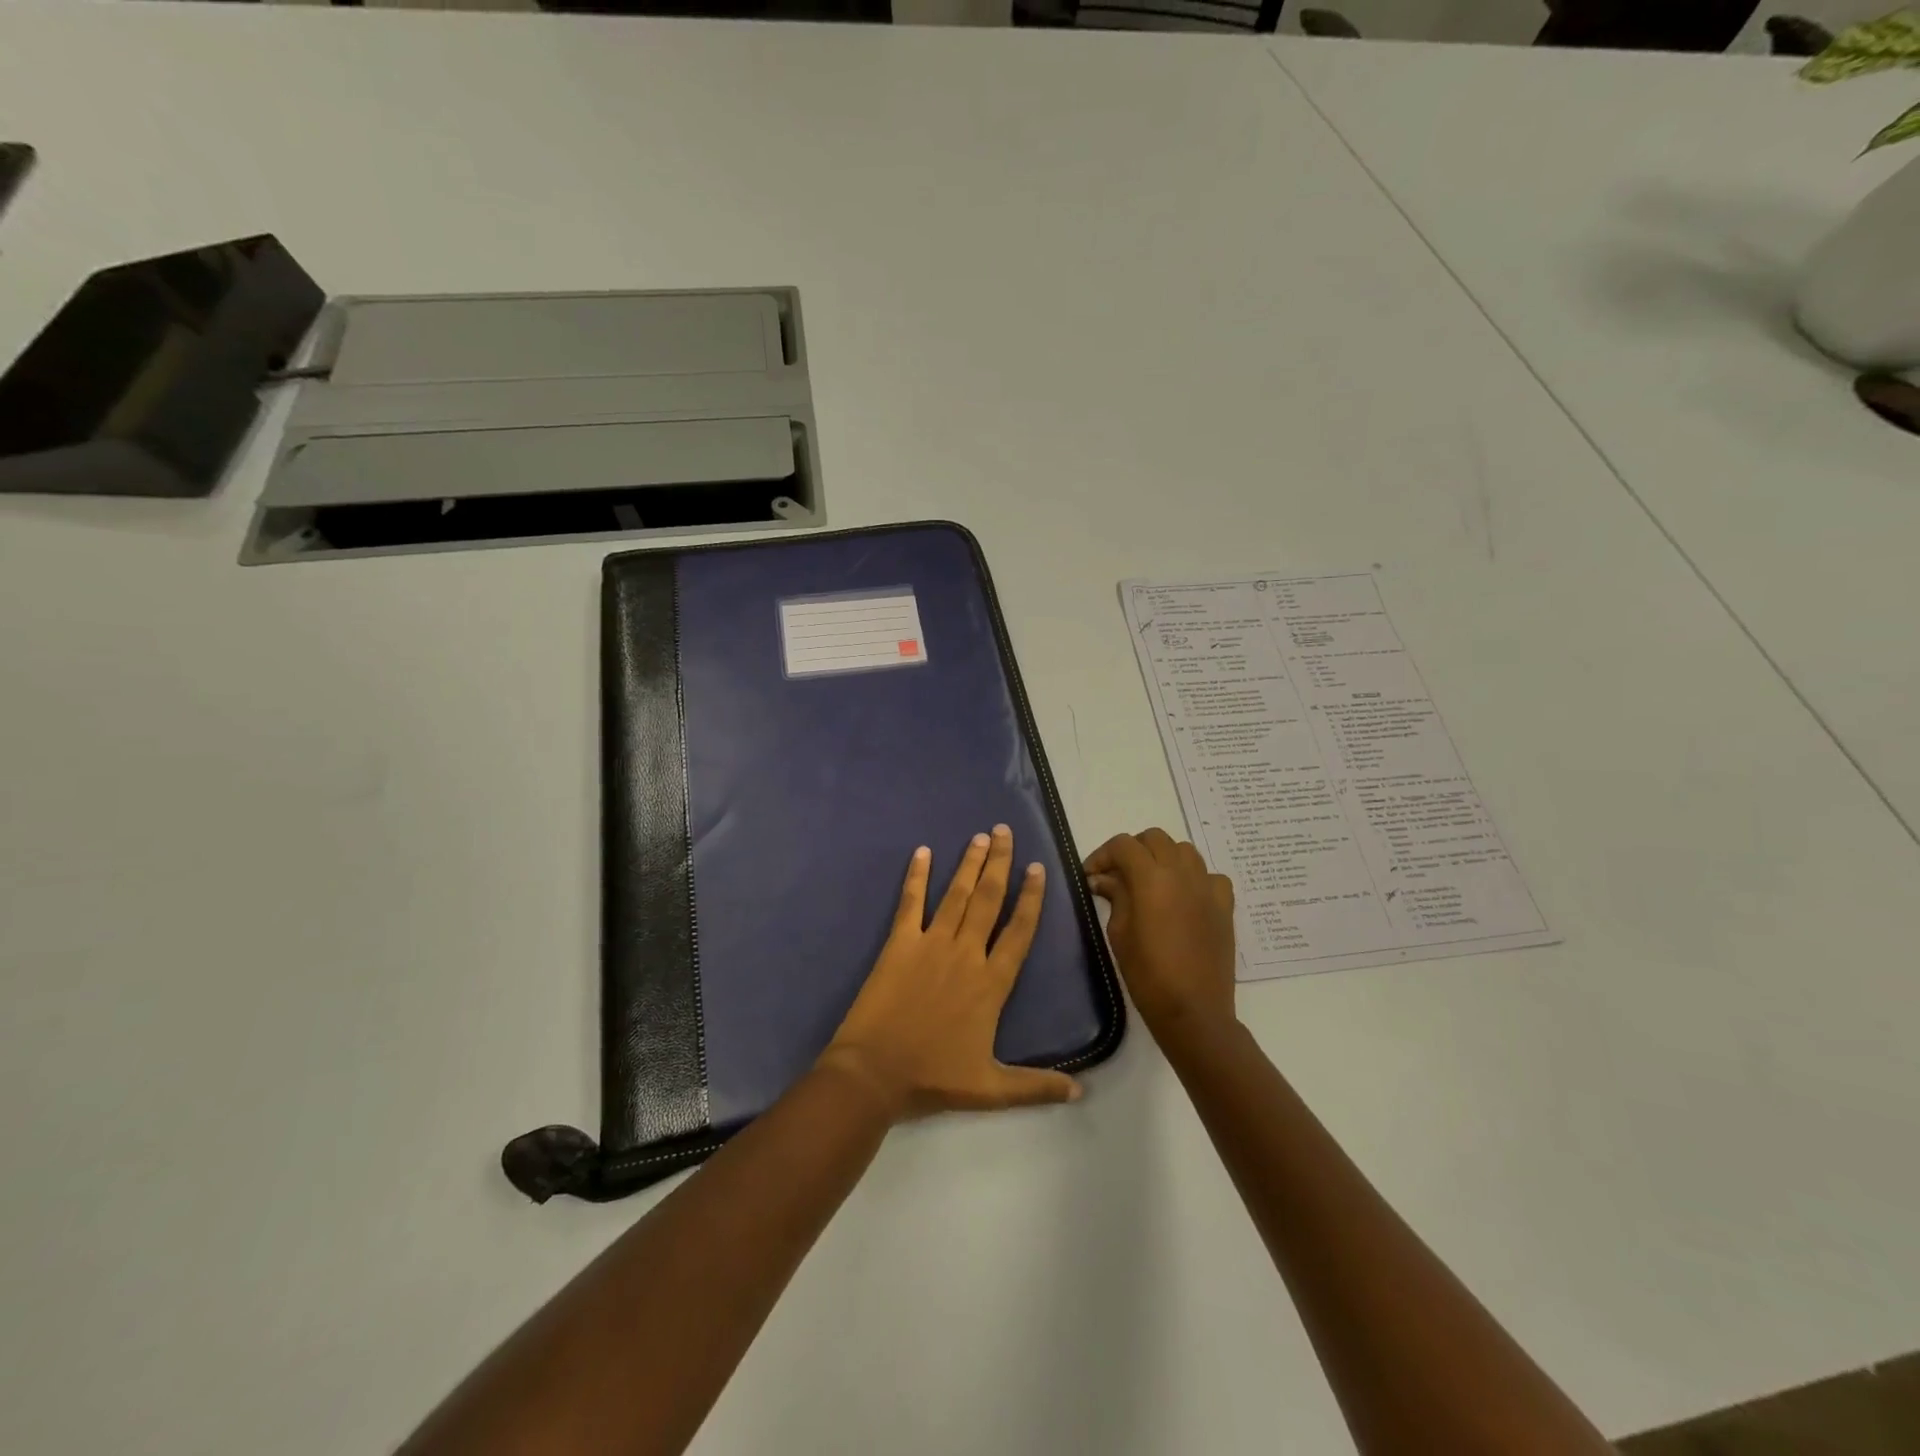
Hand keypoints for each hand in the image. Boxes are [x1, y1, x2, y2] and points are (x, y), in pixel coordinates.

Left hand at [820, 825, 1081, 1121]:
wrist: (874, 1074)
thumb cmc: (933, 1078)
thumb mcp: (991, 1090)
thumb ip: (1037, 1086)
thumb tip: (1081, 1093)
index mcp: (991, 983)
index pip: (1019, 931)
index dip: (1030, 898)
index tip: (1038, 868)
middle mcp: (966, 954)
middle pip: (988, 899)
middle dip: (999, 863)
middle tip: (1005, 831)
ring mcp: (931, 944)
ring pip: (956, 894)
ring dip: (969, 863)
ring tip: (980, 836)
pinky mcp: (899, 944)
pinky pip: (910, 903)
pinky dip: (916, 876)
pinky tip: (922, 853)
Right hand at [1085, 829, 1236, 1042]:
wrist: (1193, 1011)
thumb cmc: (1148, 975)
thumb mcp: (1119, 933)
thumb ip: (1114, 896)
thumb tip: (1103, 879)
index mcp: (1151, 878)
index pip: (1123, 845)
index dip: (1102, 855)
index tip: (1091, 875)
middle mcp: (1182, 873)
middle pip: (1154, 838)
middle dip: (1132, 850)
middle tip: (1117, 875)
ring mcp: (1207, 886)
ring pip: (1184, 850)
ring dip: (1163, 857)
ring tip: (1150, 882)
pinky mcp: (1224, 904)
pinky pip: (1209, 875)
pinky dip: (1194, 877)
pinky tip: (1184, 897)